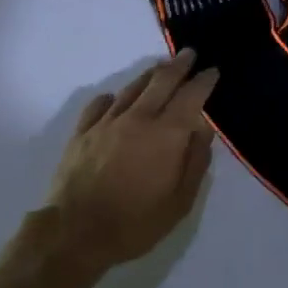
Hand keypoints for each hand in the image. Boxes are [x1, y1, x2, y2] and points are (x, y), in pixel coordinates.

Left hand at [40, 50, 217, 275]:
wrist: (75, 233)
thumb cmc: (135, 222)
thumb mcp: (180, 201)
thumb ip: (195, 160)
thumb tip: (203, 128)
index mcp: (166, 134)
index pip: (191, 96)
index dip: (204, 81)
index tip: (213, 71)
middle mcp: (138, 118)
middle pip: (161, 81)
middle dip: (178, 65)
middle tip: (189, 54)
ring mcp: (106, 123)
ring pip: (132, 88)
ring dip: (149, 75)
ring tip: (160, 68)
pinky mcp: (82, 133)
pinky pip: (100, 105)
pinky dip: (113, 97)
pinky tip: (115, 98)